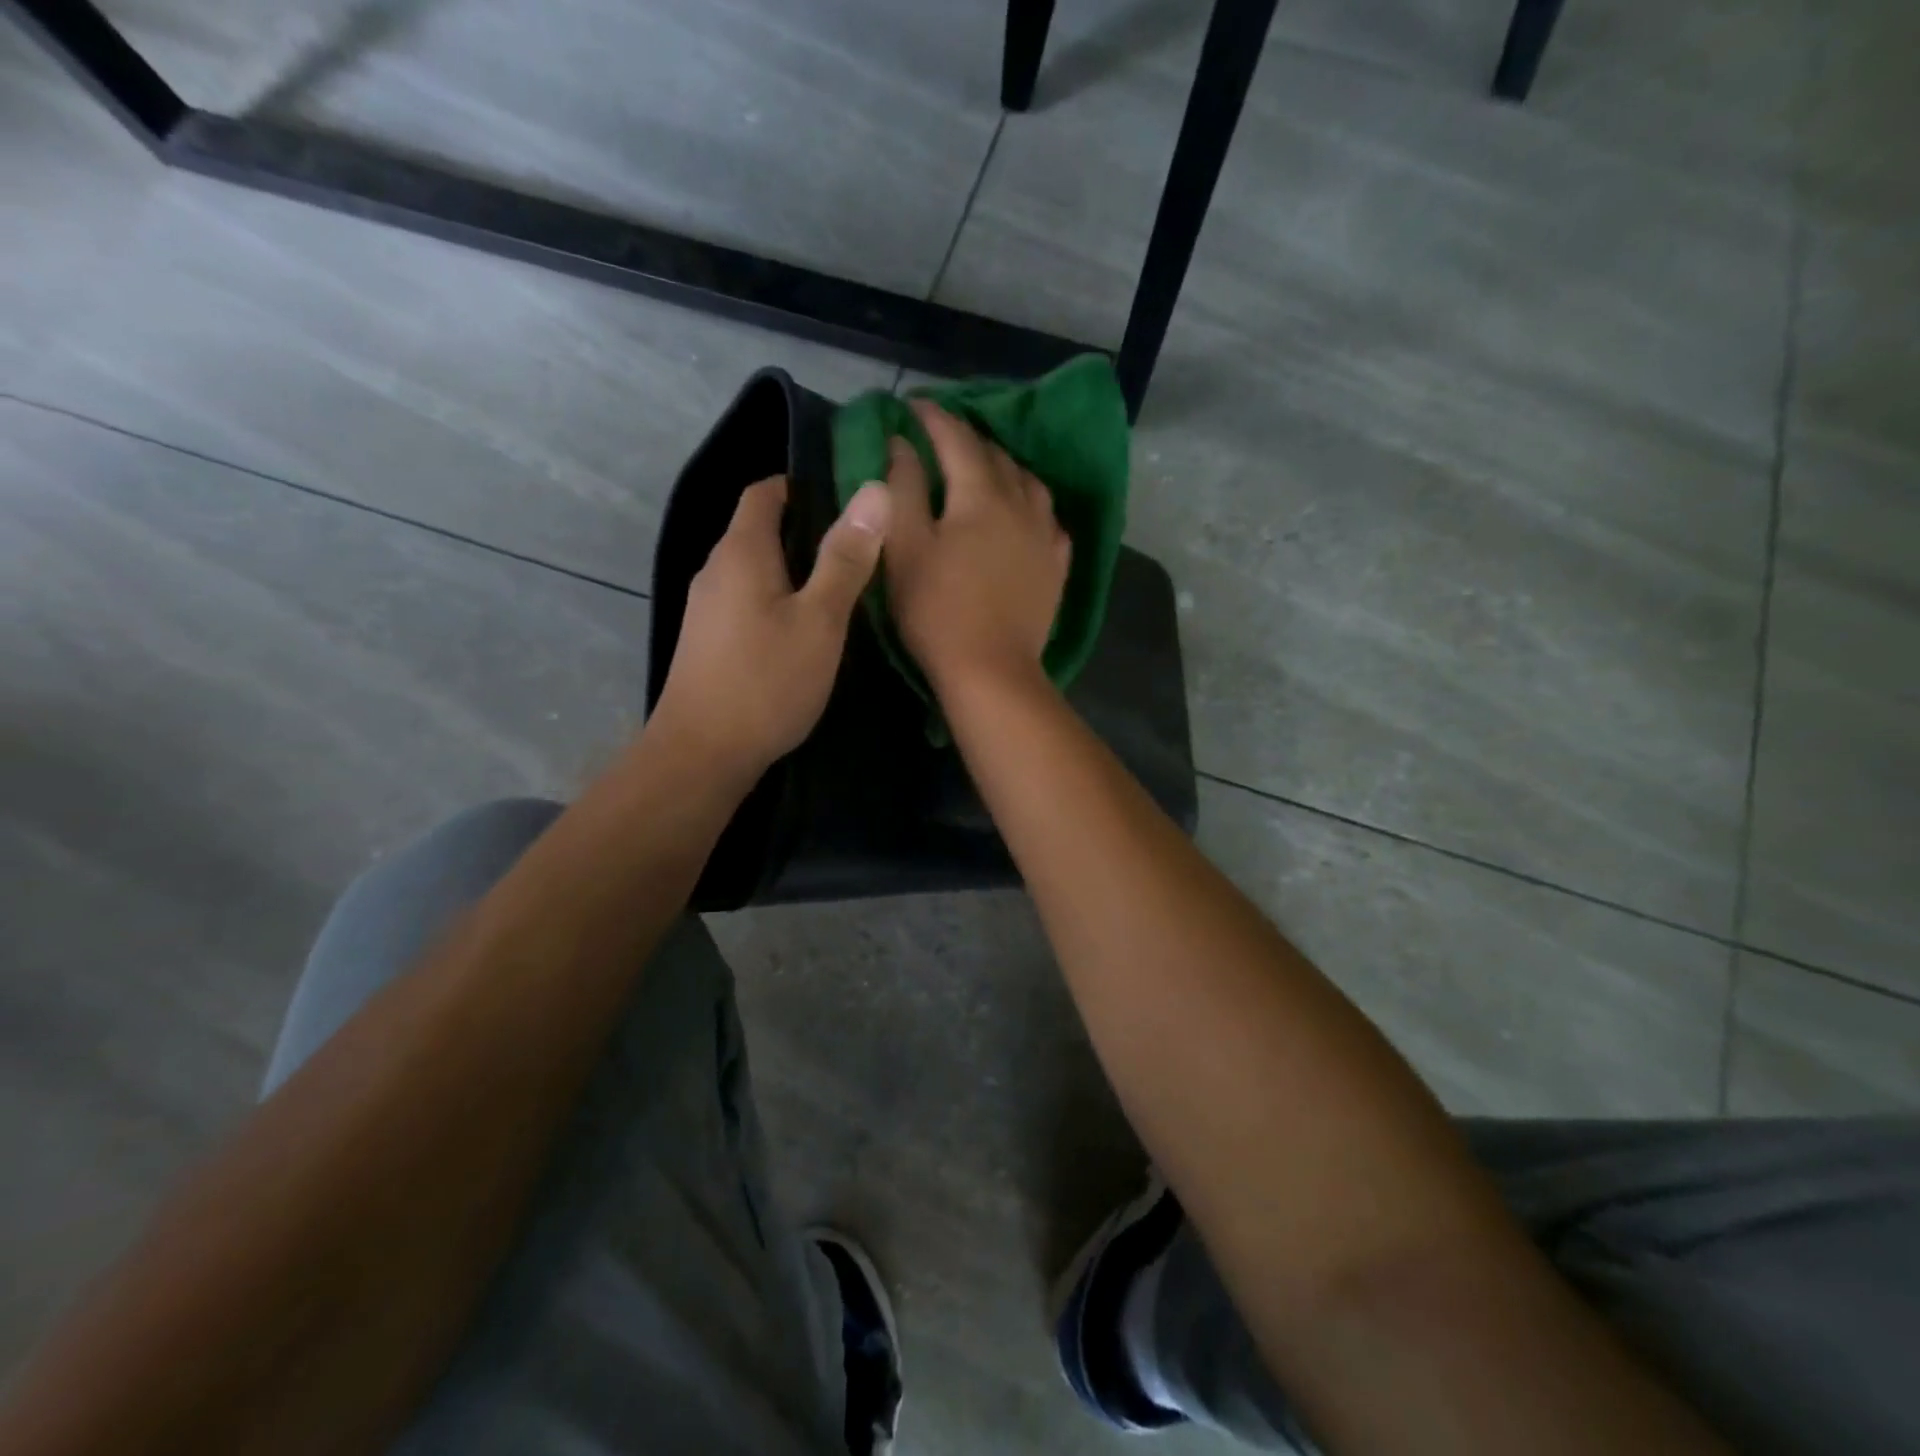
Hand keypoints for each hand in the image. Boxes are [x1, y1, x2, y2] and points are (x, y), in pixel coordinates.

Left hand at [650, 475, 889, 783]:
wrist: (703, 754)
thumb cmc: (766, 681)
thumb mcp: (819, 619)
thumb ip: (846, 558)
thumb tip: (874, 491)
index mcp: (741, 552)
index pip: (765, 492)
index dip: (803, 486)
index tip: (849, 501)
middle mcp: (716, 570)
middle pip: (760, 531)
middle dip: (807, 531)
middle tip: (861, 548)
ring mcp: (708, 609)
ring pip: (756, 571)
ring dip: (795, 570)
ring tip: (843, 589)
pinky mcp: (709, 642)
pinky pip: (748, 602)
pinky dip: (779, 601)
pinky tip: (807, 630)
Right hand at [882, 400, 1070, 694]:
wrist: (991, 670)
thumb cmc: (937, 610)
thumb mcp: (906, 547)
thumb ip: (903, 488)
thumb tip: (902, 443)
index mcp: (981, 494)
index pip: (956, 438)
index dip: (932, 417)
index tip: (911, 406)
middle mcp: (1022, 503)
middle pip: (996, 455)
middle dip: (967, 439)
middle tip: (941, 438)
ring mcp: (1046, 536)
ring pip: (1029, 483)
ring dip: (1004, 468)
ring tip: (984, 471)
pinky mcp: (1056, 567)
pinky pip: (1049, 520)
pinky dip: (1031, 506)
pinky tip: (1024, 515)